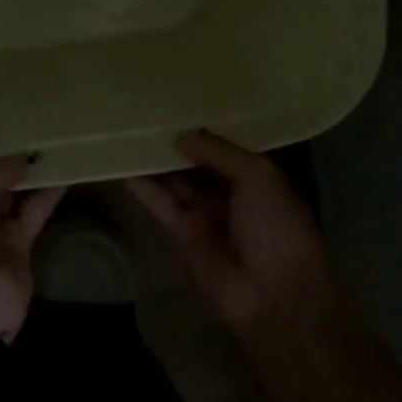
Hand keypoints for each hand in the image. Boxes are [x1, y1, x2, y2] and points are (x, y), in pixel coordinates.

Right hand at [127, 130, 330, 332]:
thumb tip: (183, 135)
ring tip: (130, 134)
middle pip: (199, 165)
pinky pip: (162, 206)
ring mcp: (207, 217)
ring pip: (177, 183)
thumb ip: (219, 152)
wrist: (273, 297)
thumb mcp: (258, 177)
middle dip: (179, 145)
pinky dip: (145, 189)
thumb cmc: (276, 227)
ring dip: (158, 163)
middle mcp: (232, 195)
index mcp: (260, 180)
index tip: (181, 104)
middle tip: (148, 114)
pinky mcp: (183, 236)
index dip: (207, 130)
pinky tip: (125, 167)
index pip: (228, 149)